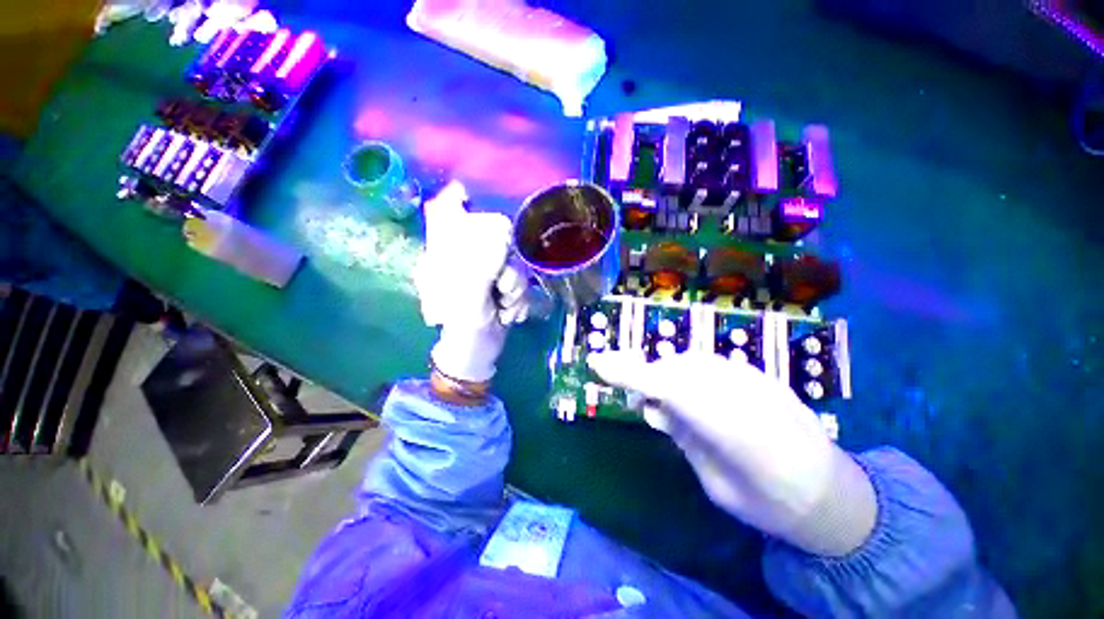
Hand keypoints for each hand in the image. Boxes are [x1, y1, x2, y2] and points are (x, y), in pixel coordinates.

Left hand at [414, 181, 528, 382]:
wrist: (479, 351)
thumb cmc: (464, 329)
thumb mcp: (469, 300)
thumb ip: (481, 268)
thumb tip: (500, 233)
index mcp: (446, 256)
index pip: (447, 214)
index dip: (459, 197)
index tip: (476, 197)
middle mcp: (467, 257)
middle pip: (494, 237)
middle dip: (507, 265)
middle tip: (503, 287)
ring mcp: (488, 270)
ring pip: (513, 261)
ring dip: (515, 287)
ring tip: (505, 307)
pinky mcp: (503, 282)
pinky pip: (521, 279)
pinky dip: (520, 298)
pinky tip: (510, 313)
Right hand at [588, 351, 876, 556]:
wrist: (834, 494)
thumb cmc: (769, 503)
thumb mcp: (714, 482)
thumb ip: (683, 435)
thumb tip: (655, 407)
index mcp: (727, 424)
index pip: (663, 385)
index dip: (627, 373)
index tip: (597, 364)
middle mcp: (738, 390)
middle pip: (673, 368)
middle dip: (646, 377)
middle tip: (637, 402)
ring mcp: (751, 377)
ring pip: (689, 362)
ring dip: (667, 375)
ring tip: (665, 402)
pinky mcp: (758, 374)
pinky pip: (709, 365)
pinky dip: (690, 374)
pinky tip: (695, 396)